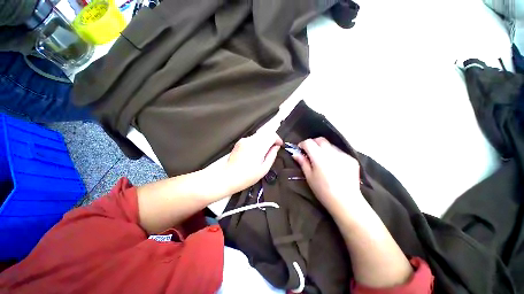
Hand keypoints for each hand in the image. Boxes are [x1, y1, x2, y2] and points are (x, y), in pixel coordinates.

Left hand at [223, 131, 282, 193]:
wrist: (228, 177)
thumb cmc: (247, 176)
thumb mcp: (264, 169)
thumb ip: (272, 155)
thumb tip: (276, 147)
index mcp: (257, 147)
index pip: (271, 135)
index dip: (278, 139)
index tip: (280, 145)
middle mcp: (250, 140)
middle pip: (265, 133)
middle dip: (272, 139)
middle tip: (274, 148)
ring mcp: (244, 140)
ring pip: (259, 135)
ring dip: (265, 140)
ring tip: (265, 151)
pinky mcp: (239, 142)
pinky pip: (252, 138)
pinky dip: (258, 142)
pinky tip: (256, 152)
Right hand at [292, 137, 363, 215]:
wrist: (346, 202)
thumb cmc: (323, 190)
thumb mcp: (309, 177)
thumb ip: (303, 162)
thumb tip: (295, 153)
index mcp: (319, 157)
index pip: (309, 142)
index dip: (303, 144)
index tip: (301, 150)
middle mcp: (332, 152)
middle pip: (320, 140)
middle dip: (313, 143)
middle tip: (310, 153)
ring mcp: (343, 155)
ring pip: (330, 145)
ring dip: (324, 149)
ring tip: (323, 160)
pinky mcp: (351, 159)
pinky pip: (339, 152)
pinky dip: (333, 155)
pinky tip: (334, 166)